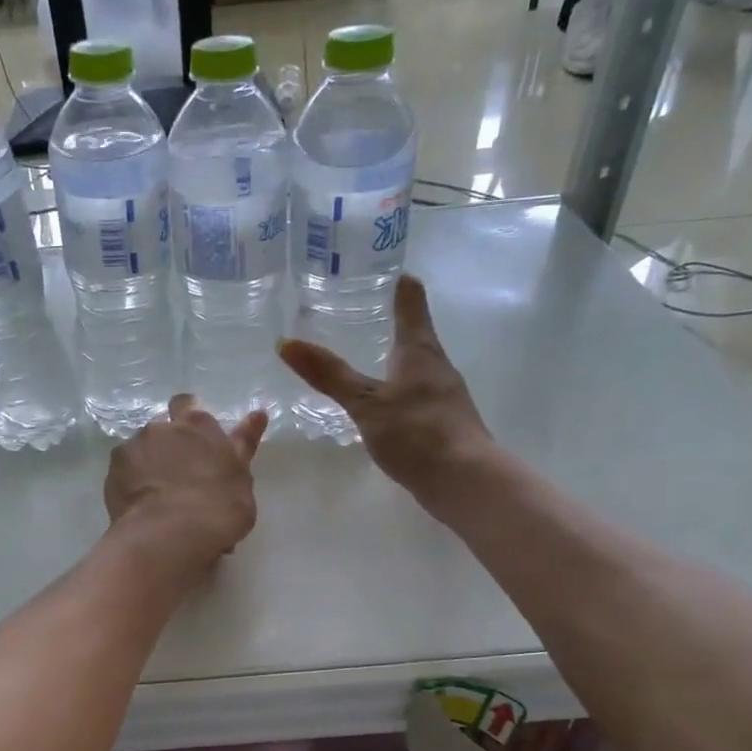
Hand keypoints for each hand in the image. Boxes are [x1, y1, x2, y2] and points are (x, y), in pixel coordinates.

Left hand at [104, 396, 266, 574]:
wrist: (169, 536)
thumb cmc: (218, 509)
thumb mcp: (241, 478)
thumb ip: (242, 446)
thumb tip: (257, 415)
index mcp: (199, 425)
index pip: (188, 404)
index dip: (189, 420)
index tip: (194, 440)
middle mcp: (163, 427)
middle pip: (162, 425)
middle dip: (167, 440)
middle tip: (177, 469)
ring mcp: (134, 447)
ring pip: (140, 447)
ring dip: (148, 461)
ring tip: (156, 492)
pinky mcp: (113, 470)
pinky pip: (123, 470)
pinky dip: (130, 481)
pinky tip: (139, 503)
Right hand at [278, 275, 495, 509]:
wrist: (465, 482)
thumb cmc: (417, 432)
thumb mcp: (365, 402)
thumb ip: (328, 374)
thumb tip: (285, 342)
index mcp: (420, 350)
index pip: (411, 301)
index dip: (399, 283)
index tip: (382, 268)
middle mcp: (436, 365)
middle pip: (416, 332)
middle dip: (391, 318)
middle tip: (359, 308)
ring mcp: (443, 395)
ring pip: (416, 364)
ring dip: (394, 355)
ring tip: (365, 353)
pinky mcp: (443, 422)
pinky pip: (416, 393)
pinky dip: (397, 387)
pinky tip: (381, 402)